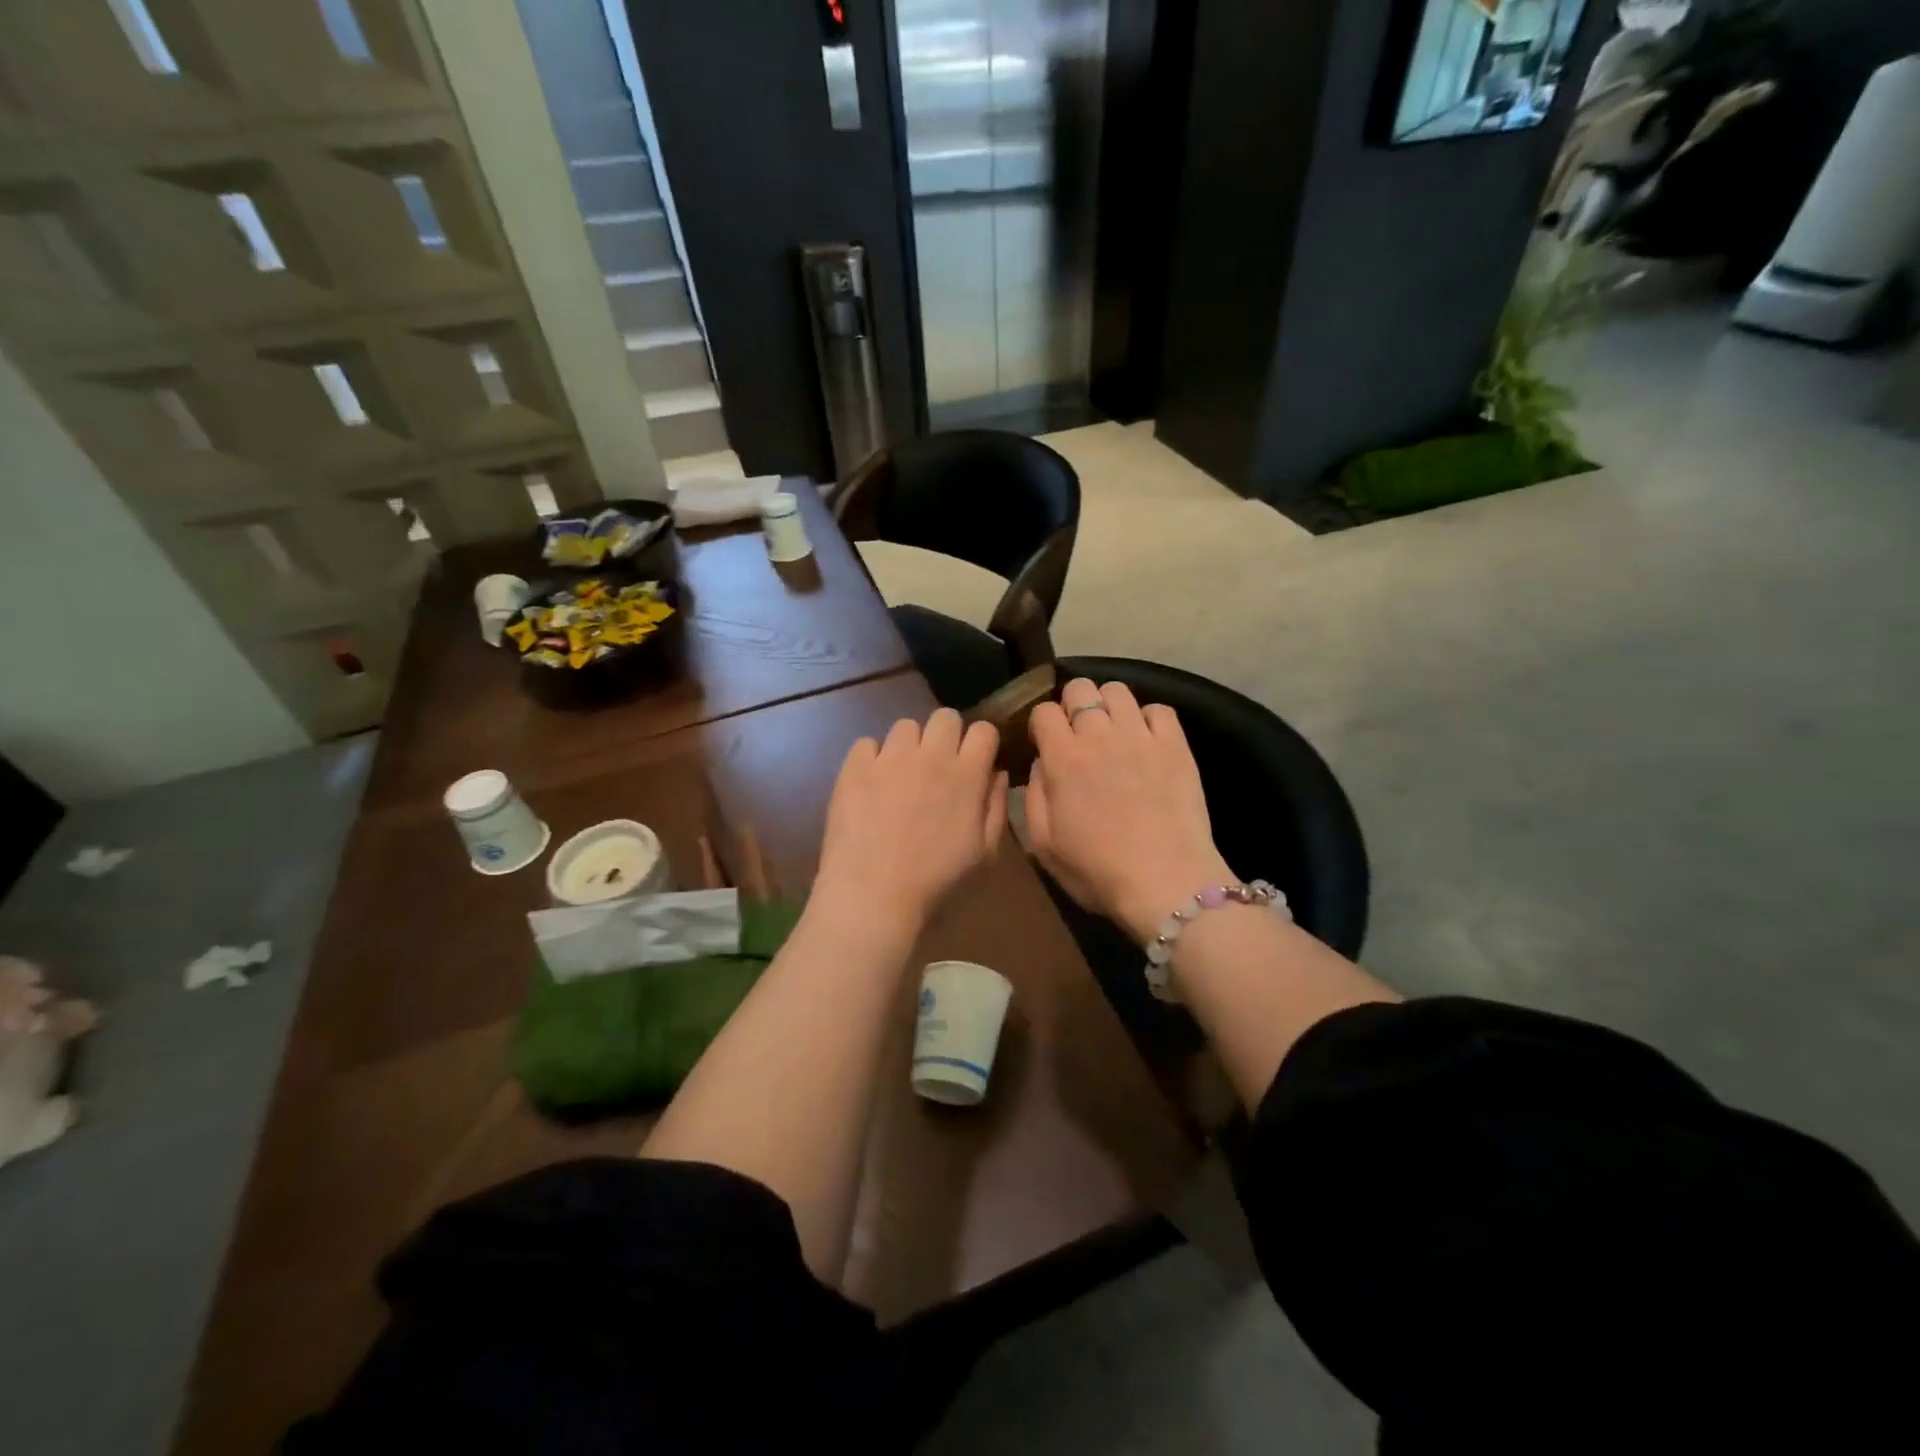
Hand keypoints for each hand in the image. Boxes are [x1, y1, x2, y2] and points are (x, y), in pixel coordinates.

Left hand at [815, 709, 1008, 928]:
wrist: (872, 895)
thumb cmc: (937, 882)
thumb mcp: (984, 855)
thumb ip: (996, 807)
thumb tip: (996, 773)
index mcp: (967, 775)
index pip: (983, 729)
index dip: (981, 743)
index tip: (975, 762)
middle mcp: (930, 755)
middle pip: (945, 716)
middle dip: (946, 735)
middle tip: (937, 766)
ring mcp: (890, 757)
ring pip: (905, 726)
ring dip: (908, 746)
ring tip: (900, 776)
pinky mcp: (854, 767)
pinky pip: (867, 743)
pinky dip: (871, 759)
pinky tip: (870, 786)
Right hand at [1026, 678, 1231, 941]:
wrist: (1165, 882)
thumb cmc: (1097, 870)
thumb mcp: (1044, 844)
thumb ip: (1034, 797)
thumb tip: (1040, 764)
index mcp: (1062, 758)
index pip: (1043, 711)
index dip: (1041, 724)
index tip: (1045, 743)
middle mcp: (1099, 735)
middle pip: (1080, 688)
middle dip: (1072, 704)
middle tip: (1077, 734)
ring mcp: (1141, 736)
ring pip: (1118, 690)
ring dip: (1108, 706)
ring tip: (1112, 732)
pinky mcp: (1175, 745)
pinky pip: (1159, 709)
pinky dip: (1148, 719)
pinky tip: (1146, 741)